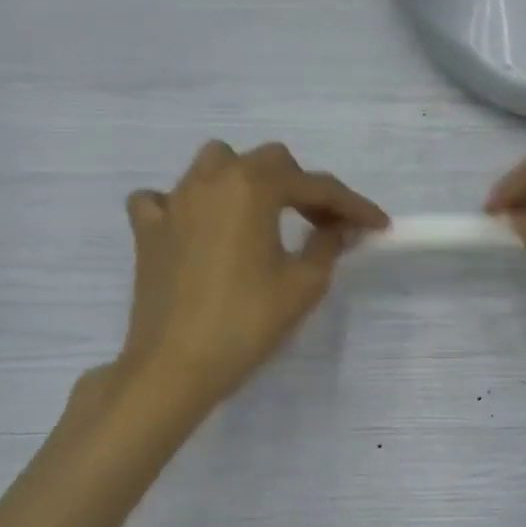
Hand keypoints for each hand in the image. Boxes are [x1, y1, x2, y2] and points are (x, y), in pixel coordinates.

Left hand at [106, 141, 386, 409]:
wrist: (175, 364)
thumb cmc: (247, 322)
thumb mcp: (304, 284)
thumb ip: (328, 244)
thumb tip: (338, 227)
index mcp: (253, 187)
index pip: (316, 186)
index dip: (353, 205)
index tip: (377, 225)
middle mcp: (212, 180)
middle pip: (268, 161)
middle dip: (302, 187)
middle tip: (323, 224)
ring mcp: (173, 201)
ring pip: (215, 164)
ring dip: (246, 180)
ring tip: (262, 214)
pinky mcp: (148, 229)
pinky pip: (165, 199)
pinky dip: (185, 206)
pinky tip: (198, 229)